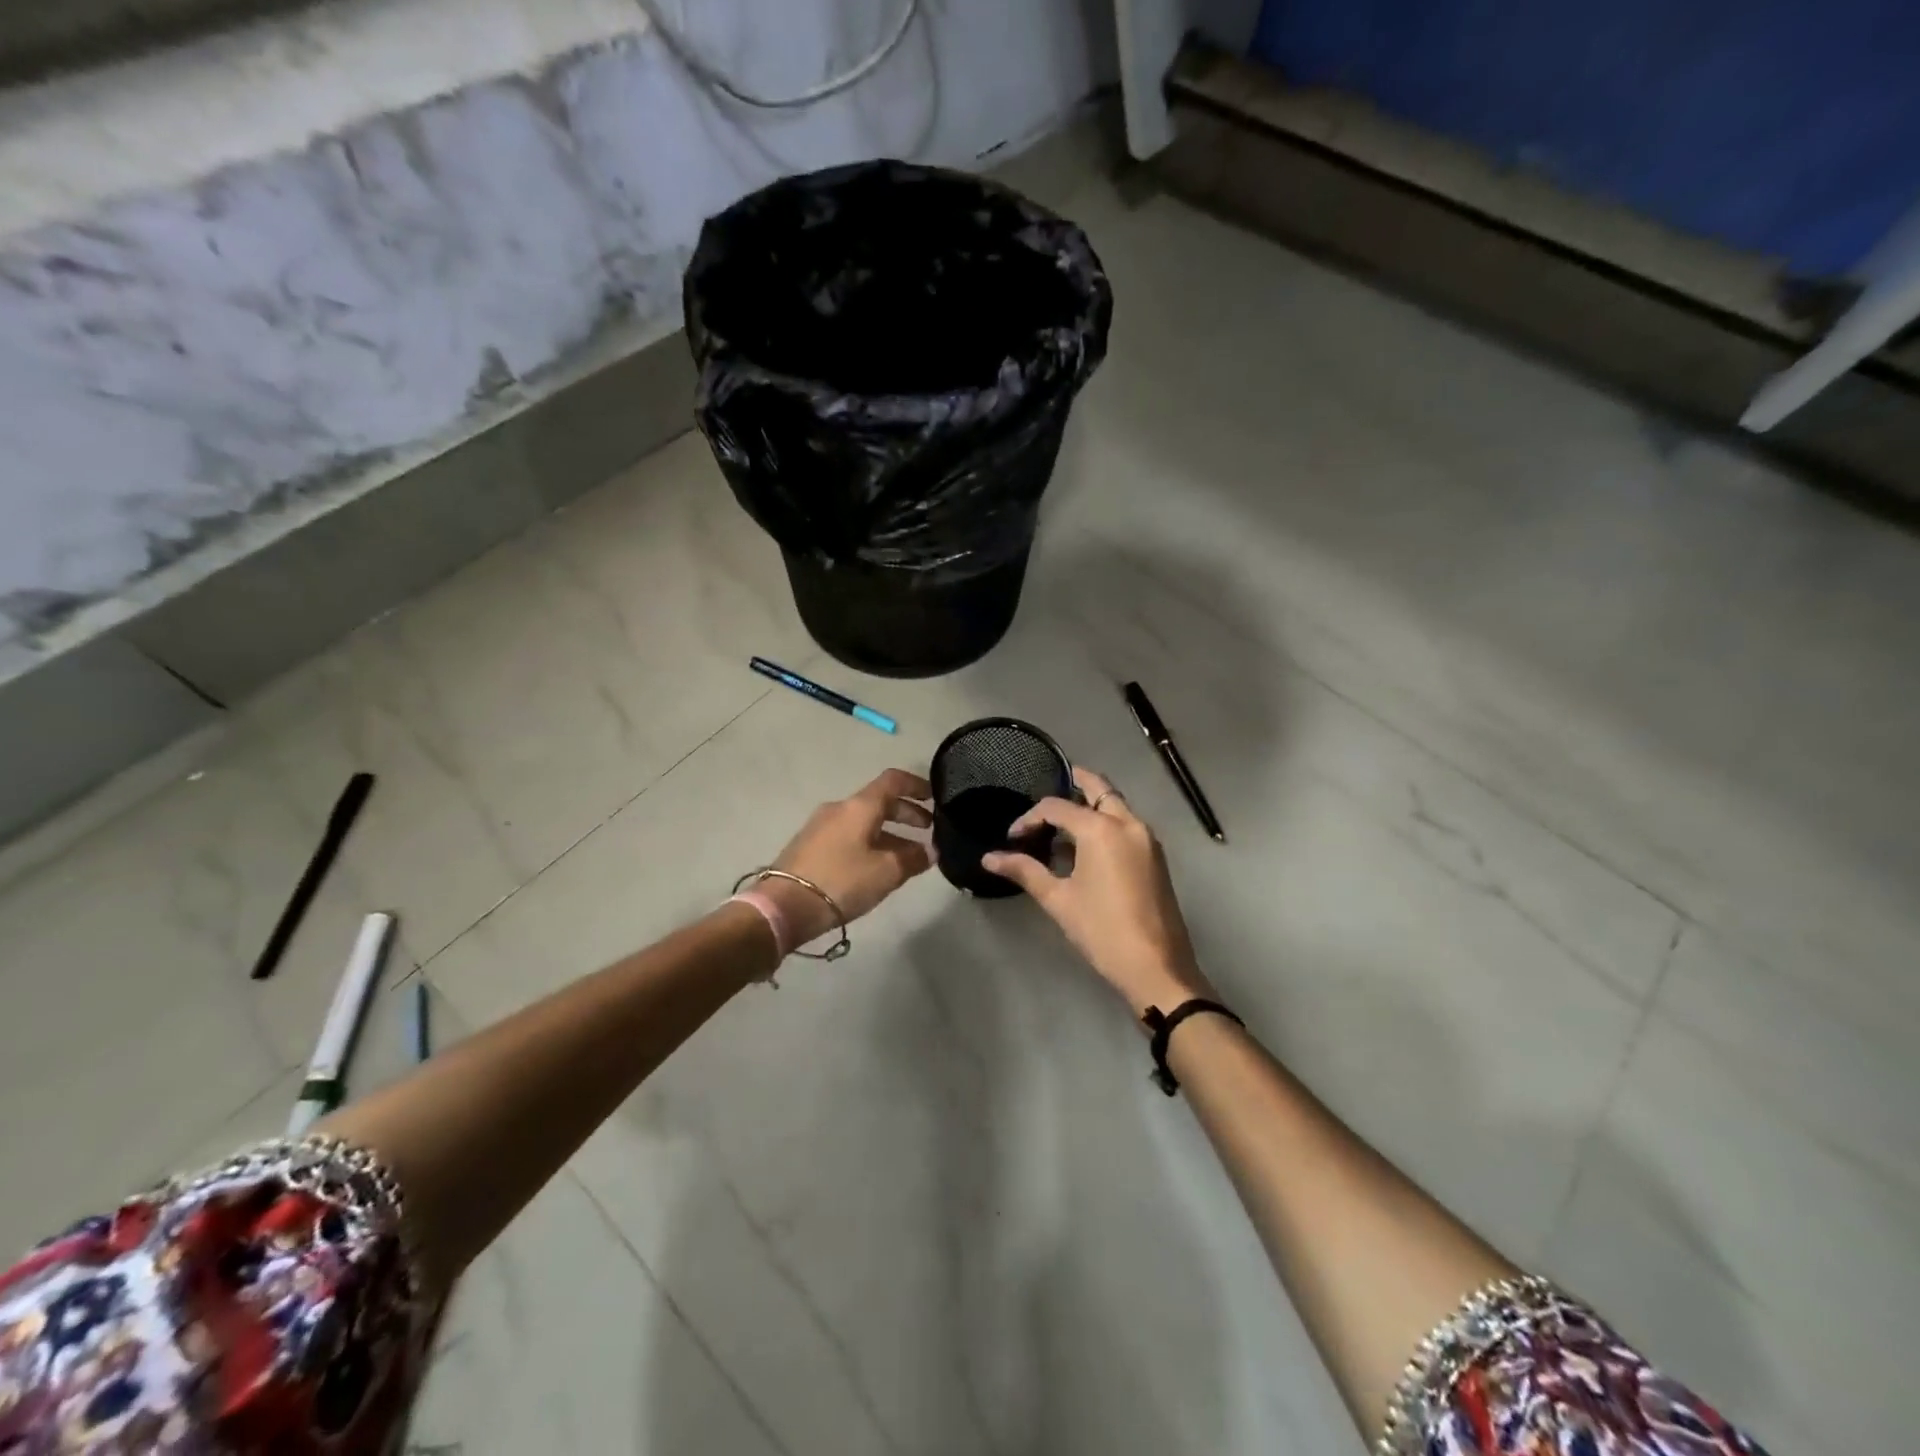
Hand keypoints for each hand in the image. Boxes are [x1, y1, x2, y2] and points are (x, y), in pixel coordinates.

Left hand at [765, 769, 934, 945]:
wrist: (784, 906)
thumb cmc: (842, 881)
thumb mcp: (886, 872)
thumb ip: (914, 858)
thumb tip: (931, 850)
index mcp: (860, 806)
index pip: (893, 780)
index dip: (917, 785)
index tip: (935, 798)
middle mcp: (840, 808)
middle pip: (879, 801)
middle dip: (906, 813)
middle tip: (928, 830)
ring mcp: (821, 826)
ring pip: (864, 821)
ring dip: (889, 831)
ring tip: (908, 854)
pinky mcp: (810, 845)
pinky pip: (849, 835)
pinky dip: (870, 841)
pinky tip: (877, 865)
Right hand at [983, 766, 1216, 1016]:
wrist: (1156, 966)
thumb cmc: (1102, 930)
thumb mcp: (1058, 900)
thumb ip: (1025, 871)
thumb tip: (989, 858)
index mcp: (1102, 829)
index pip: (1057, 807)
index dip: (1030, 818)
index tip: (1013, 838)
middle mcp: (1128, 823)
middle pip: (1099, 789)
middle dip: (1075, 783)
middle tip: (1049, 786)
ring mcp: (1146, 839)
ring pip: (1115, 805)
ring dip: (1091, 805)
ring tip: (1060, 822)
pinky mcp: (1155, 857)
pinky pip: (1126, 824)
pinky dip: (1105, 822)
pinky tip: (1084, 846)